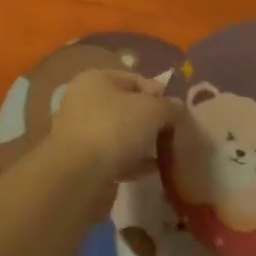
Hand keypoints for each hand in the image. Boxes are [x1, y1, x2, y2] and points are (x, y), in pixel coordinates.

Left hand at [46, 69, 174, 181]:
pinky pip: (114, 156)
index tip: (176, 111)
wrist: (79, 176)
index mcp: (96, 80)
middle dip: (151, 120)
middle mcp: (84, 102)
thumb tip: (177, 108)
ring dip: (142, 142)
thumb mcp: (154, 110)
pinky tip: (151, 169)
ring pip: (120, 133)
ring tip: (165, 152)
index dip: (159, 93)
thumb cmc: (115, 128)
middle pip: (127, 107)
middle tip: (171, 133)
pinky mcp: (82, 161)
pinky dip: (132, 161)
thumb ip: (170, 106)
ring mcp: (81, 132)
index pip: (135, 79)